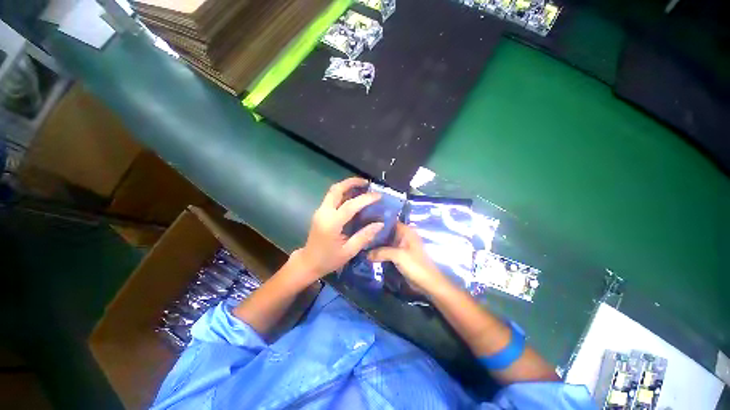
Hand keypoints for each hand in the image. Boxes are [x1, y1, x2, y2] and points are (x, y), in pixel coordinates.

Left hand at [296, 177, 383, 281]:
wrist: (308, 263)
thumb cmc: (328, 260)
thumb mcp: (349, 251)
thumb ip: (364, 236)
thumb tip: (380, 224)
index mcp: (331, 224)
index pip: (350, 205)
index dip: (365, 199)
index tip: (378, 195)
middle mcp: (324, 213)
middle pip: (336, 190)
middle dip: (351, 182)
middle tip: (366, 182)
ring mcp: (320, 211)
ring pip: (333, 191)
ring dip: (347, 185)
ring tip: (362, 186)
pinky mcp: (320, 212)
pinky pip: (332, 197)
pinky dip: (343, 192)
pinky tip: (353, 196)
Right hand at [368, 223, 447, 294]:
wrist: (428, 283)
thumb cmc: (416, 265)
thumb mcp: (398, 256)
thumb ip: (381, 252)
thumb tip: (365, 254)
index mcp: (406, 231)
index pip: (389, 221)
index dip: (377, 222)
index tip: (364, 223)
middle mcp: (403, 236)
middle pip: (386, 232)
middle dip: (374, 234)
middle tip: (359, 234)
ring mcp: (400, 246)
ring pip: (385, 242)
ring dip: (376, 243)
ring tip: (361, 242)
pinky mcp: (399, 256)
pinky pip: (386, 251)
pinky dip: (379, 251)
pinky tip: (368, 252)